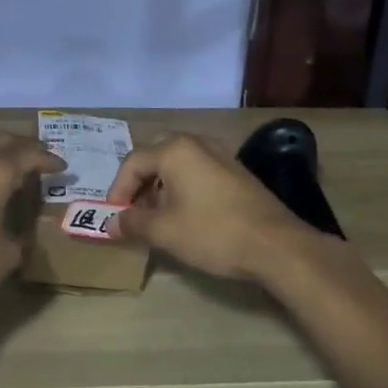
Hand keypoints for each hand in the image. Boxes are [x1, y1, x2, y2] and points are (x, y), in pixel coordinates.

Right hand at [103, 133, 306, 280]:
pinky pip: (198, 172)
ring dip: (161, 188)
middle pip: (155, 157)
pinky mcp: (236, 172)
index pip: (133, 163)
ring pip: (178, 165)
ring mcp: (219, 155)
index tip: (114, 217)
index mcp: (175, 150)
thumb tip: (112, 222)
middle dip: (139, 184)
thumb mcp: (165, 231)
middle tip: (133, 211)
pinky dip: (183, 189)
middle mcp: (196, 143)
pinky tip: (186, 216)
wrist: (276, 245)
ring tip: (157, 218)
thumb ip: (133, 222)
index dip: (118, 190)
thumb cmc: (213, 232)